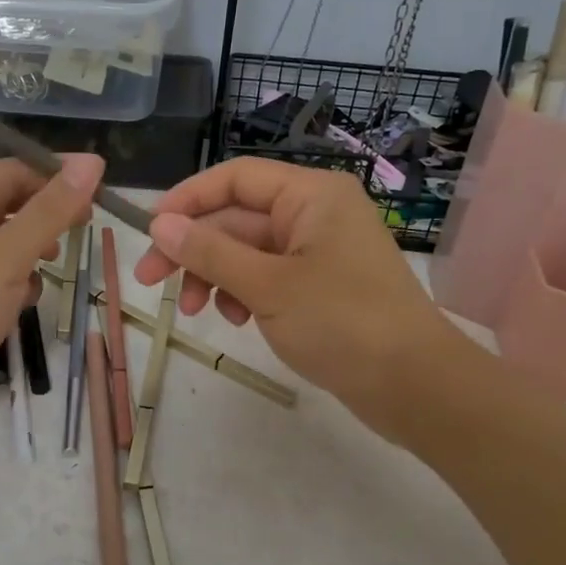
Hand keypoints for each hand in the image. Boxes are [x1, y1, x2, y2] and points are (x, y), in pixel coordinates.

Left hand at [0, 154, 103, 434]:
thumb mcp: (4, 259)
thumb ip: (49, 212)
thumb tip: (91, 162)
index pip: (7, 174)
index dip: (52, 180)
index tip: (97, 197)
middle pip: (4, 209)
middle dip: (41, 223)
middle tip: (78, 237)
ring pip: (2, 247)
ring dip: (29, 257)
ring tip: (44, 275)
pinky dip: (14, 287)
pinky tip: (22, 306)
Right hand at [132, 159, 457, 443]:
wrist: (415, 386)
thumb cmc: (342, 322)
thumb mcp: (267, 286)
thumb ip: (210, 252)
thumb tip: (161, 224)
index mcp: (310, 195)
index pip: (235, 178)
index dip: (188, 199)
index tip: (150, 229)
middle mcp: (315, 214)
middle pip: (237, 218)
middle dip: (194, 249)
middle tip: (150, 281)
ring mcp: (319, 252)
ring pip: (248, 251)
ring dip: (215, 276)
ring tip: (198, 312)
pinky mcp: (320, 286)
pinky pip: (267, 277)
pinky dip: (244, 294)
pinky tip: (236, 321)